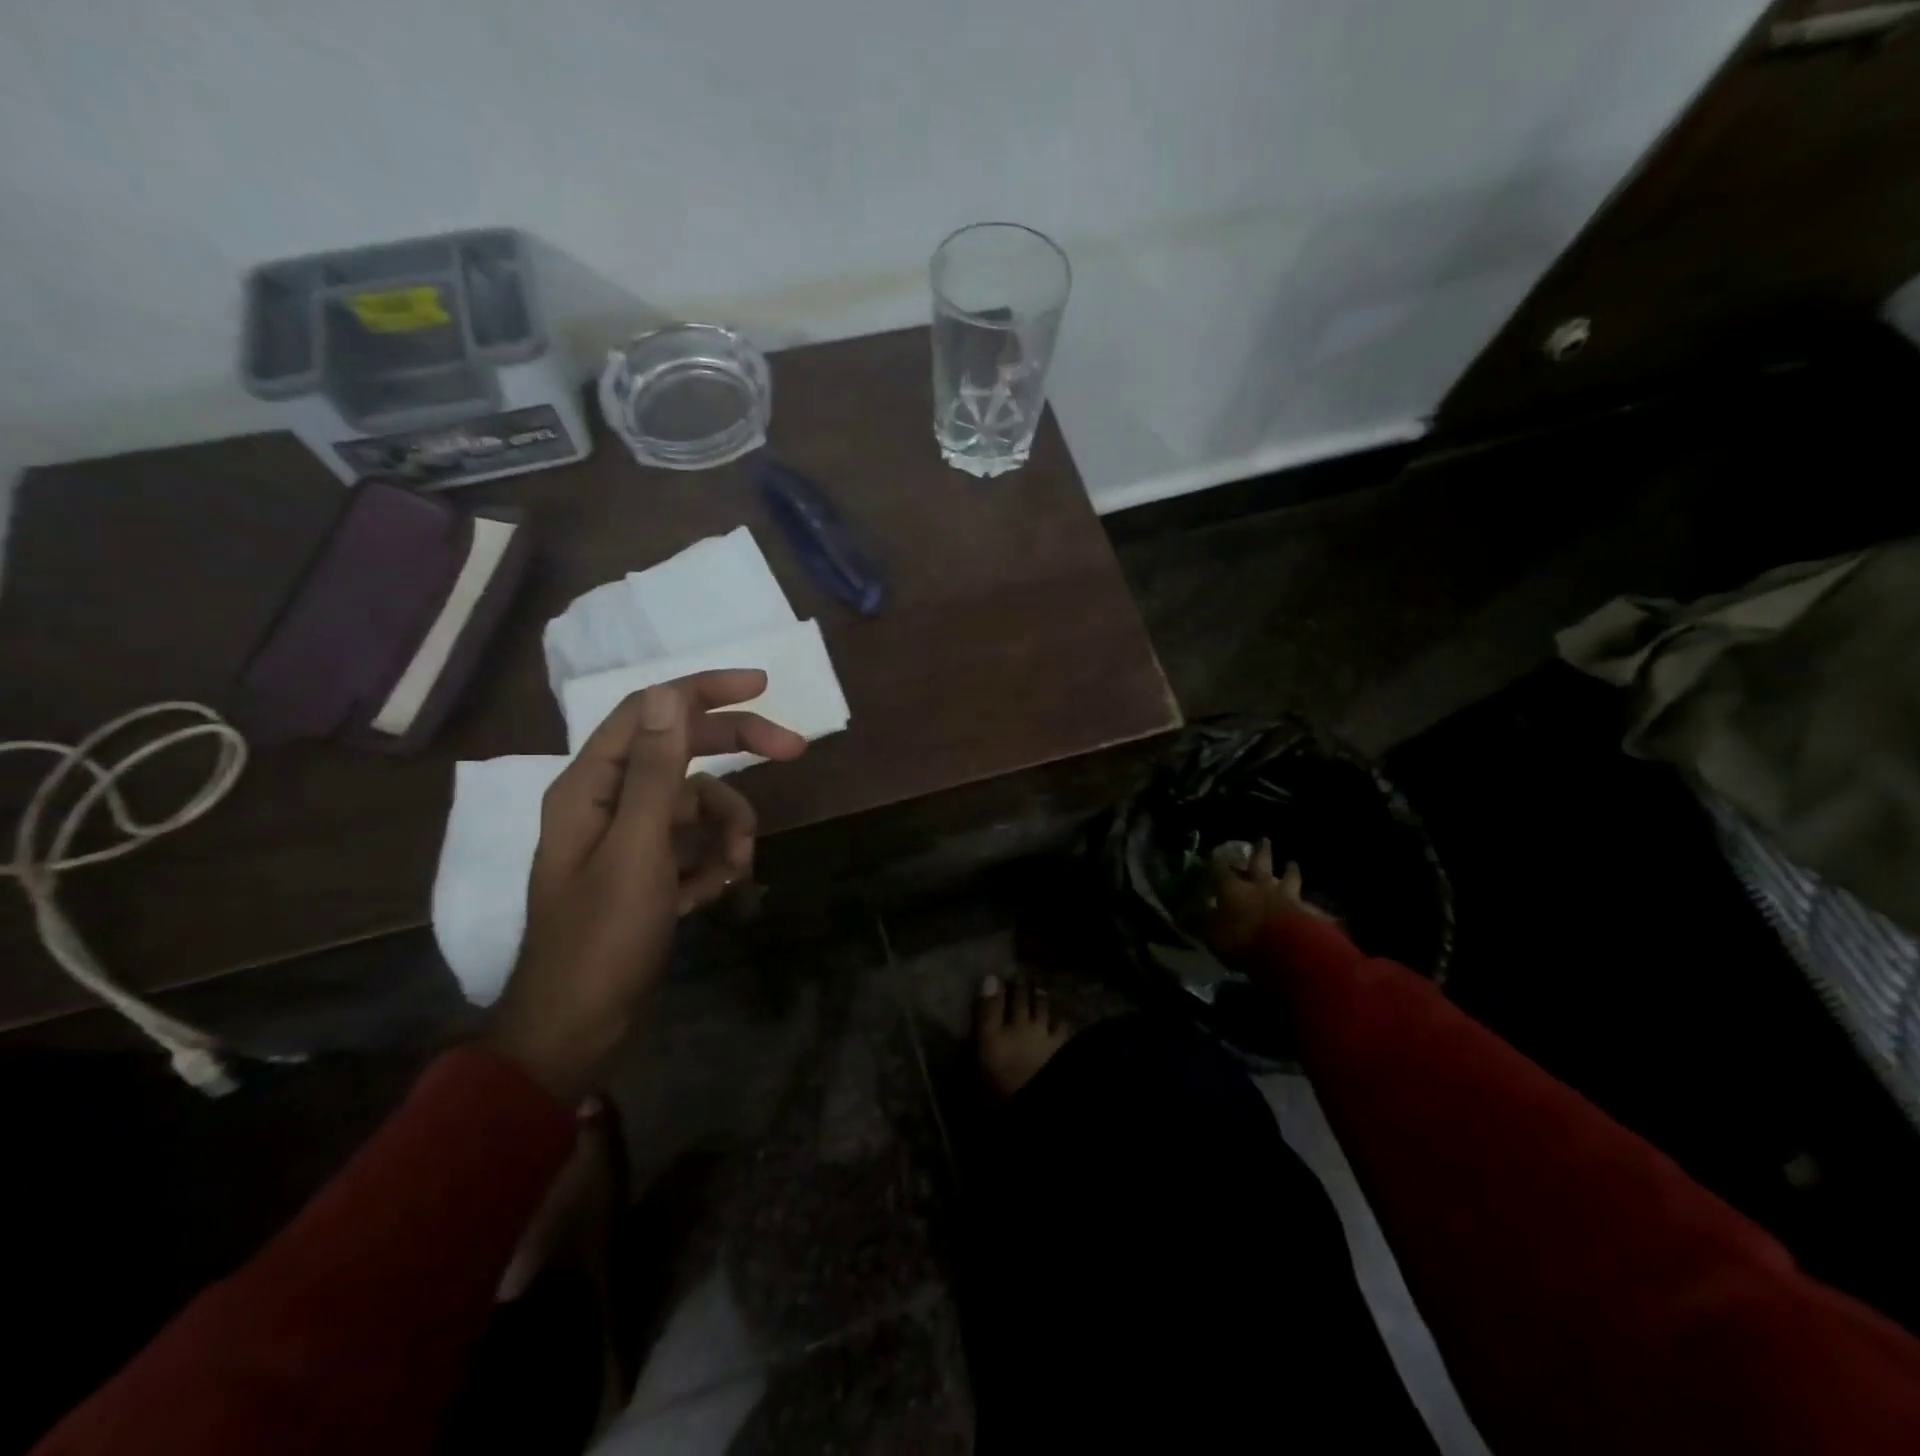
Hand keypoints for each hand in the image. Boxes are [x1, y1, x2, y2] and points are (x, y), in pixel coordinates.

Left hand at [488, 670, 805, 1099]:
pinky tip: (710, 896)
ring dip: (728, 830)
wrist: (579, 1028)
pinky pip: (696, 845)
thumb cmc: (602, 938)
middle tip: (794, 751)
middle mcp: (610, 801)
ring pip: (700, 806)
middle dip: (737, 757)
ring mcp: (632, 839)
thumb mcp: (637, 851)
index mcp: (592, 785)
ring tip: (734, 870)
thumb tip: (668, 694)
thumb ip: (656, 772)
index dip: (704, 690)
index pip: (650, 711)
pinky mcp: (650, 871)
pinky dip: (712, 863)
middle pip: (684, 754)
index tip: (760, 686)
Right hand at [1200, 838, 1329, 956]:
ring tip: (1292, 863)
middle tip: (1264, 839)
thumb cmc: (1243, 939)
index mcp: (1234, 889)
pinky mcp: (1310, 915)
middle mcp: (1261, 887)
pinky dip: (1312, 907)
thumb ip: (1200, 923)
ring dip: (1290, 871)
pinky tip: (1320, 908)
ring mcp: (1288, 898)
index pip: (1220, 870)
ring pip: (1289, 879)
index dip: (1214, 862)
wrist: (1289, 951)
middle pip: (1260, 864)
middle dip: (1260, 851)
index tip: (1211, 853)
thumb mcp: (1211, 934)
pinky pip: (1311, 908)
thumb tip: (1185, 913)